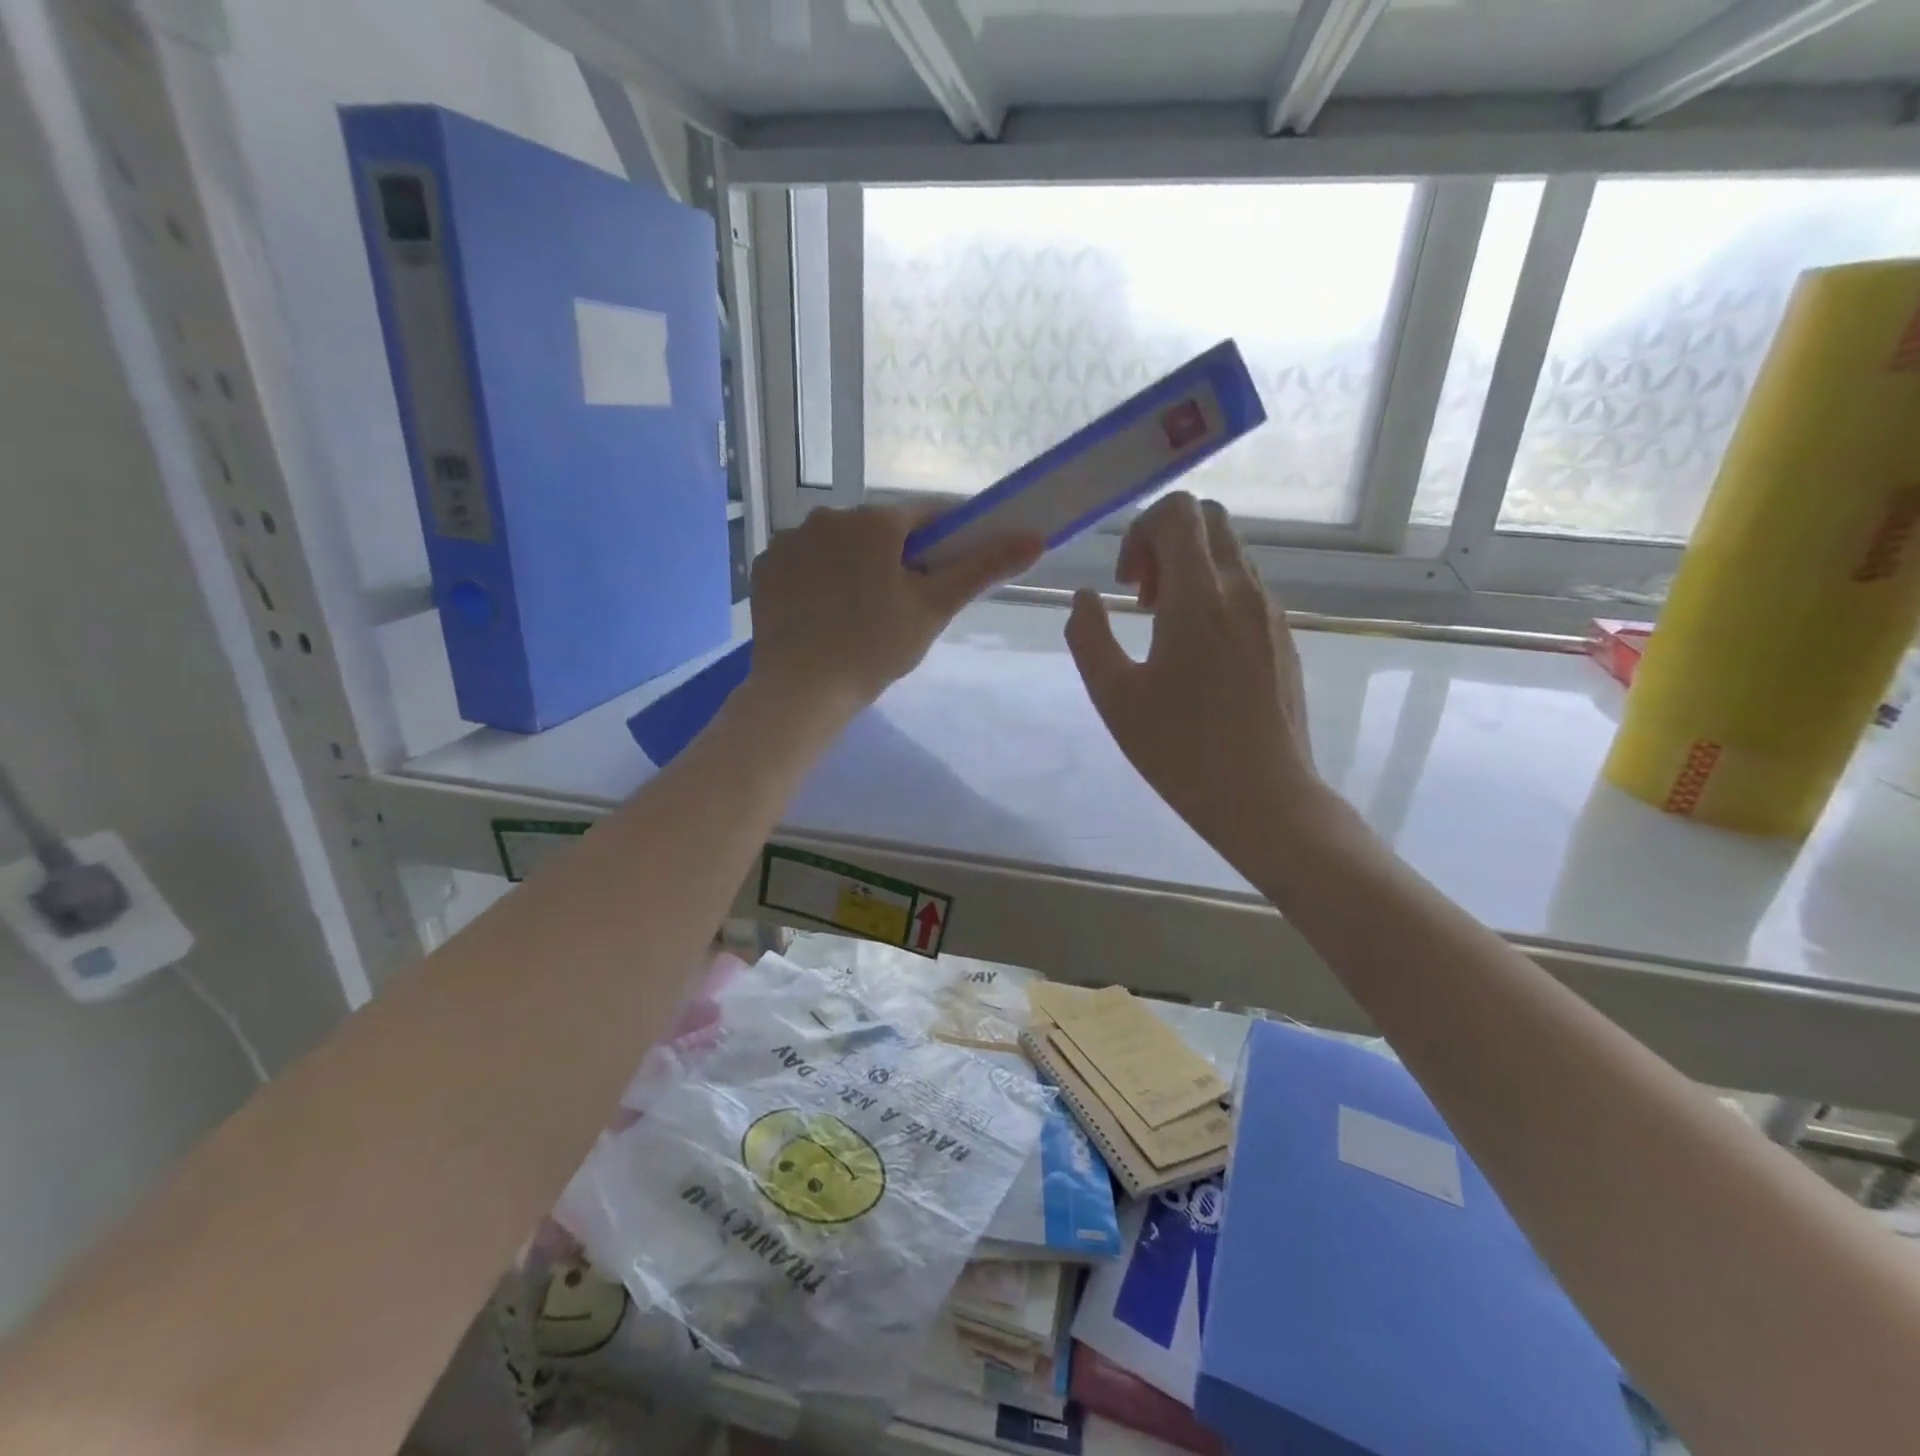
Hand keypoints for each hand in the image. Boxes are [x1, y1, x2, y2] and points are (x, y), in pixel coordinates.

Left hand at [747, 504, 1042, 717]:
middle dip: (897, 556)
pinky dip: (820, 578)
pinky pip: (805, 562)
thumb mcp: (935, 607)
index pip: (925, 515)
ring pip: (839, 545)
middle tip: (907, 601)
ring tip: (862, 612)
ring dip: (855, 565)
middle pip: (878, 530)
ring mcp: (791, 540)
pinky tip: (825, 612)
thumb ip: (984, 568)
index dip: (945, 537)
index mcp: (874, 521)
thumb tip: (1036, 537)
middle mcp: (829, 516)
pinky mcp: (766, 566)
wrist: (801, 689)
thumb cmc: (875, 646)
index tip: (953, 564)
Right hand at [1065, 493, 1325, 860]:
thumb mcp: (1113, 696)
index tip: (1127, 585)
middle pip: (1208, 521)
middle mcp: (1242, 590)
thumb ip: (1088, 636)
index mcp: (1199, 596)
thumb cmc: (1179, 749)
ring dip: (1190, 571)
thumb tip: (1085, 598)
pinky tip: (1198, 654)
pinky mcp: (1284, 638)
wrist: (1264, 796)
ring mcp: (1270, 613)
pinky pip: (1246, 588)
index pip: (1178, 511)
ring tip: (1165, 629)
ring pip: (1230, 554)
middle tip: (1143, 598)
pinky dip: (1215, 595)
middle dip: (1166, 543)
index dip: (1141, 531)